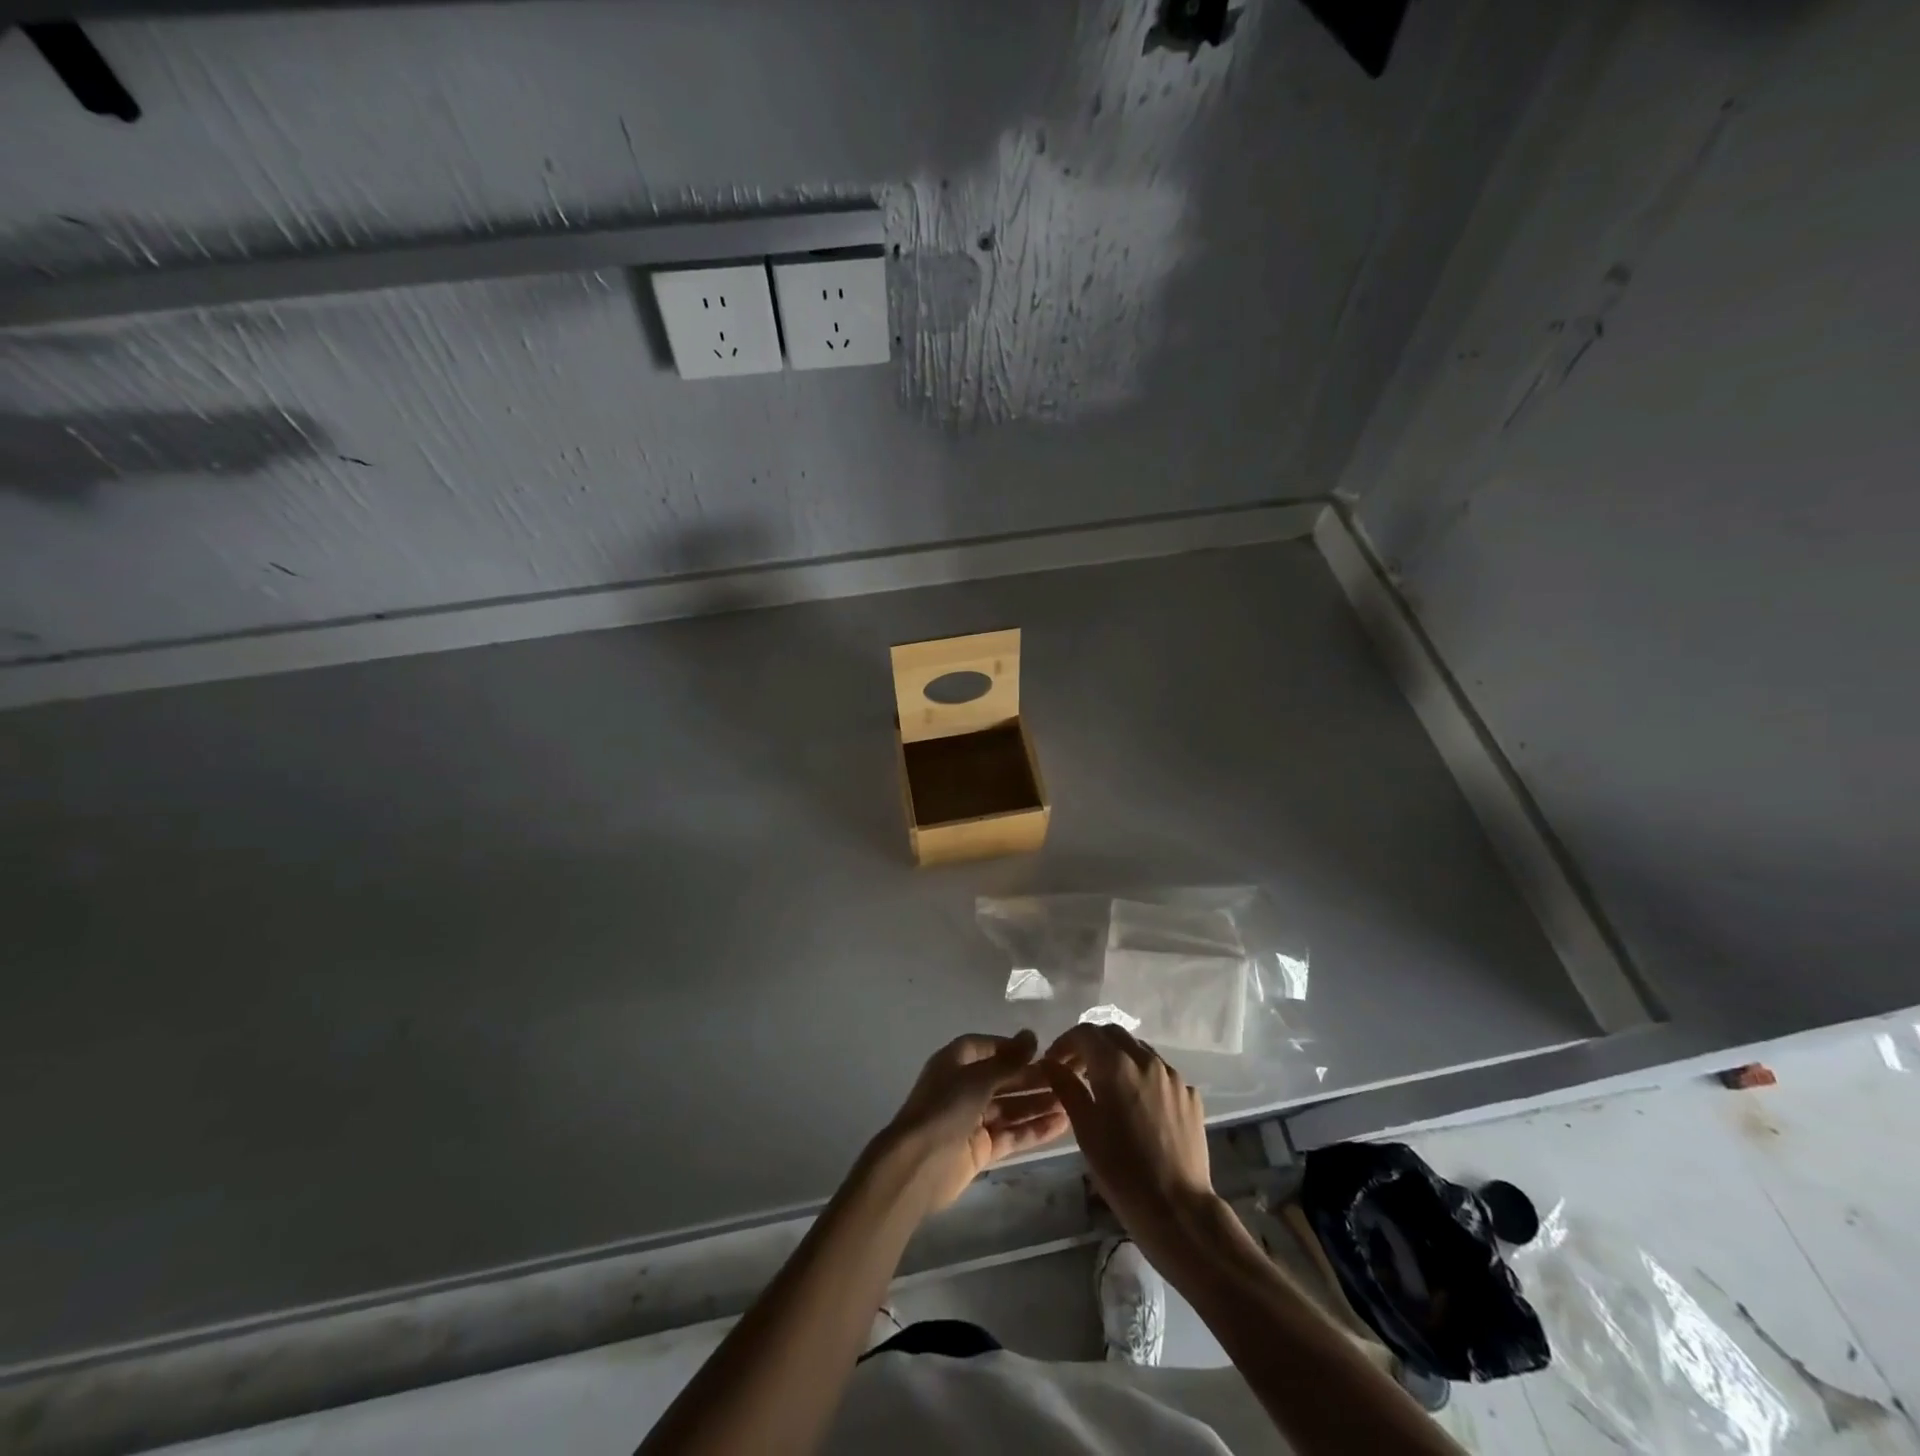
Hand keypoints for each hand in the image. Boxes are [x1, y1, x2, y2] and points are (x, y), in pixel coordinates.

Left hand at [876, 1030, 1070, 1215]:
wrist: (919, 1164)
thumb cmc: (946, 1107)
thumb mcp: (978, 1077)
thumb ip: (1008, 1060)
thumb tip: (1031, 1036)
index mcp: (956, 1062)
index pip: (988, 1048)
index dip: (1013, 1049)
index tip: (1043, 1052)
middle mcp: (964, 1088)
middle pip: (1004, 1079)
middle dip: (1034, 1079)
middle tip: (1069, 1078)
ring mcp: (973, 1120)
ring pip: (1011, 1108)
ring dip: (1039, 1105)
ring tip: (1072, 1102)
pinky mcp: (981, 1149)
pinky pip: (1012, 1134)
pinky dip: (1034, 1130)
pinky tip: (1062, 1125)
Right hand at [1041, 1024, 1218, 1257]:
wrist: (1178, 1209)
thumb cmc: (1122, 1172)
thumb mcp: (1085, 1129)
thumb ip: (1066, 1088)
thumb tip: (1050, 1064)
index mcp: (1116, 1065)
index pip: (1085, 1033)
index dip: (1065, 1042)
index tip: (1054, 1062)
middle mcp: (1147, 1060)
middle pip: (1113, 1034)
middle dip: (1091, 1045)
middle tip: (1076, 1070)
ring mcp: (1173, 1076)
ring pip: (1139, 1050)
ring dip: (1118, 1058)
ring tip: (1106, 1087)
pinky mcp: (1190, 1095)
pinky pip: (1160, 1073)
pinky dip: (1142, 1077)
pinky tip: (1137, 1106)